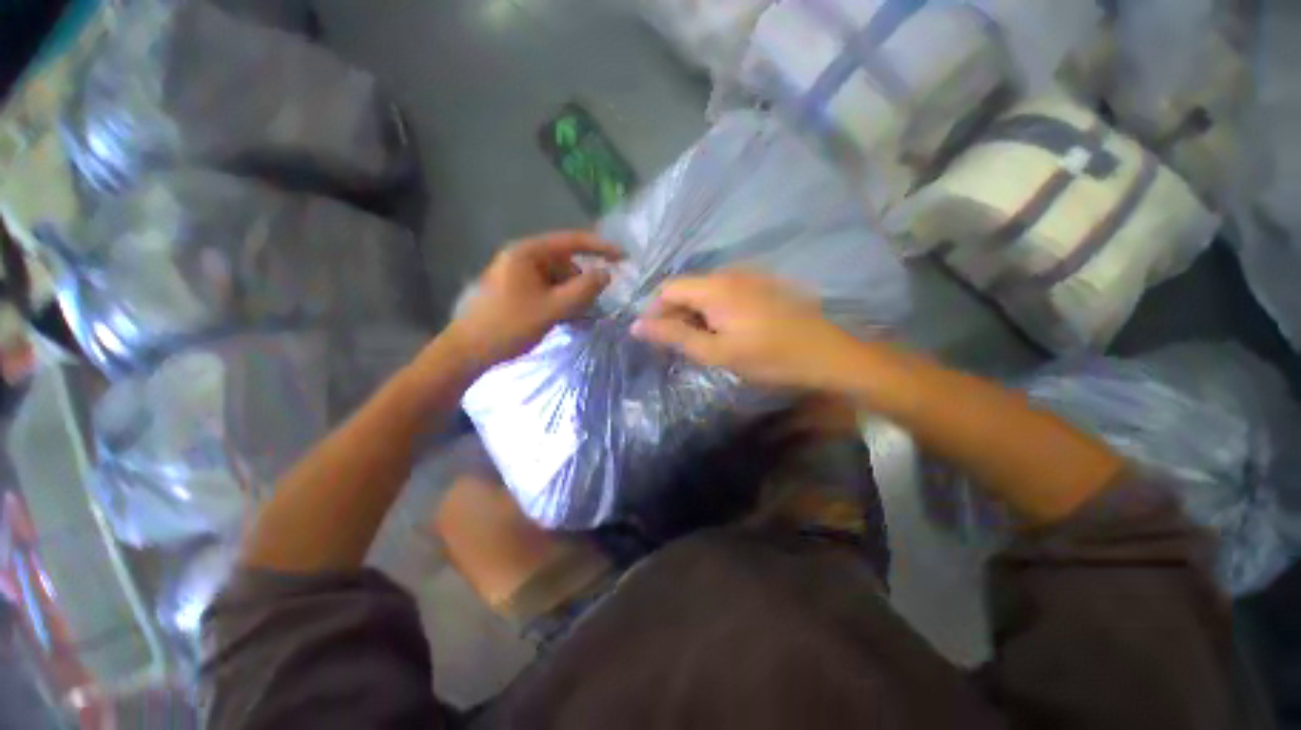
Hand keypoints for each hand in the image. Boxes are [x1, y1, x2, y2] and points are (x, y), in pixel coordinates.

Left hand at [442, 231, 621, 372]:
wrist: (468, 351)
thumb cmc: (509, 325)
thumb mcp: (552, 308)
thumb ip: (583, 290)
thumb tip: (606, 274)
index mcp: (527, 253)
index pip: (571, 241)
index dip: (600, 248)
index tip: (624, 258)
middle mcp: (523, 257)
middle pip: (565, 263)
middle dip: (581, 283)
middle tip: (590, 307)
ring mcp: (519, 274)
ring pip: (558, 279)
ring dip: (572, 296)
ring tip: (576, 318)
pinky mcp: (518, 290)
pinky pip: (548, 290)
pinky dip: (560, 302)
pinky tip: (565, 319)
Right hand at [631, 271, 861, 389]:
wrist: (826, 354)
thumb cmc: (768, 357)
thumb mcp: (716, 352)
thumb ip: (674, 336)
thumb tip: (636, 326)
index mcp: (715, 287)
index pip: (668, 289)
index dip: (655, 311)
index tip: (656, 338)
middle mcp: (729, 273)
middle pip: (687, 288)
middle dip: (676, 314)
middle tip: (680, 346)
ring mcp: (749, 277)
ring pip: (706, 291)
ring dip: (696, 315)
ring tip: (702, 342)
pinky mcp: (763, 285)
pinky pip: (726, 293)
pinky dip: (715, 311)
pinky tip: (726, 332)